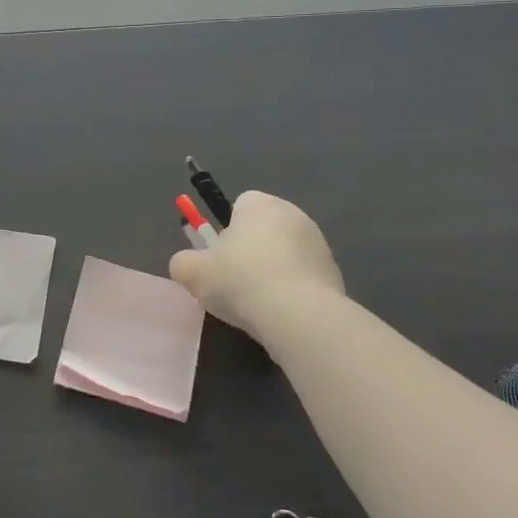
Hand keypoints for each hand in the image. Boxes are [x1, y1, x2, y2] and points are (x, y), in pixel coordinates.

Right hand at [169, 190, 342, 341]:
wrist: (297, 314)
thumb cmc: (239, 280)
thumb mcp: (192, 273)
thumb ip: (183, 262)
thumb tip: (187, 264)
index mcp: (259, 203)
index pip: (239, 205)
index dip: (225, 231)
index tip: (218, 258)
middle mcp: (292, 213)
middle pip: (263, 228)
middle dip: (250, 250)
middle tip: (234, 281)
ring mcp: (318, 242)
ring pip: (285, 253)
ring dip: (273, 270)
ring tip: (258, 303)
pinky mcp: (334, 272)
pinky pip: (304, 276)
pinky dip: (293, 290)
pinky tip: (282, 312)